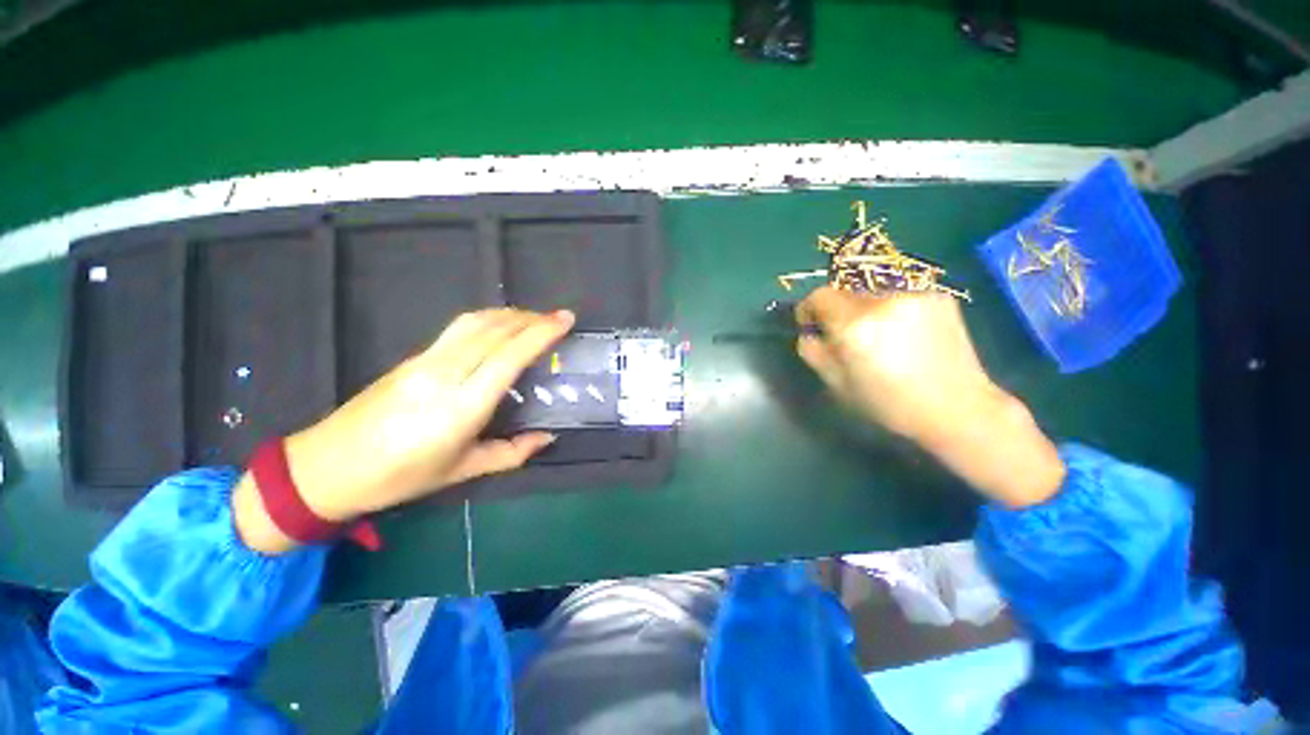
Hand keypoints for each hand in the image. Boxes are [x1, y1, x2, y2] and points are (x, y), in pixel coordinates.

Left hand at [233, 308, 573, 552]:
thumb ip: (511, 453)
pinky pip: (459, 328)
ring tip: (534, 318)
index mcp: (461, 406)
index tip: (565, 320)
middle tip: (557, 318)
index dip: (541, 333)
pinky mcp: (412, 357)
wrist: (326, 467)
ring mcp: (424, 361)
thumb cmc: (399, 477)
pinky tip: (500, 328)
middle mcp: (444, 374)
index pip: (510, 356)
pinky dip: (489, 320)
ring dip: (510, 314)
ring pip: (475, 322)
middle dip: (532, 318)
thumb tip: (547, 438)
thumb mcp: (462, 471)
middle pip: (495, 330)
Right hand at [796, 287, 1063, 507]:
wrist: (958, 408)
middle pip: (845, 293)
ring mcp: (915, 295)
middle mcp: (883, 300)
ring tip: (882, 340)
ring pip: (873, 295)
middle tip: (848, 339)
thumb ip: (813, 352)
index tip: (812, 325)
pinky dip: (894, 312)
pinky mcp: (940, 297)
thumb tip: (809, 333)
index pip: (819, 296)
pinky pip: (901, 298)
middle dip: (838, 313)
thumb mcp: (837, 384)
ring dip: (866, 312)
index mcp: (855, 325)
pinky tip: (909, 337)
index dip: (809, 309)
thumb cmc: (889, 403)